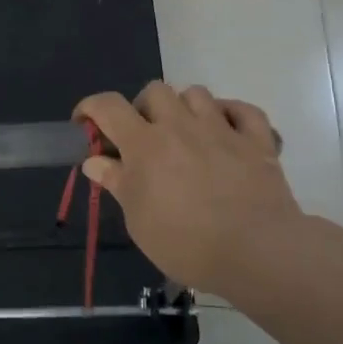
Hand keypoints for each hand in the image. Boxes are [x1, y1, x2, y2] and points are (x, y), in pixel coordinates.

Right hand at [74, 84, 302, 298]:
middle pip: (154, 91)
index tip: (85, 125)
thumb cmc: (186, 242)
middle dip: (142, 108)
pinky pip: (244, 110)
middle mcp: (181, 126)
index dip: (90, 107)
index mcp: (145, 144)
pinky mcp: (257, 141)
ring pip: (196, 93)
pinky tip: (226, 130)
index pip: (108, 106)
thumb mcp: (138, 220)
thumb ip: (116, 183)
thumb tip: (94, 161)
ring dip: (184, 107)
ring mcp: (222, 129)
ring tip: (184, 133)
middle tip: (143, 137)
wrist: (256, 252)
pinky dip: (231, 114)